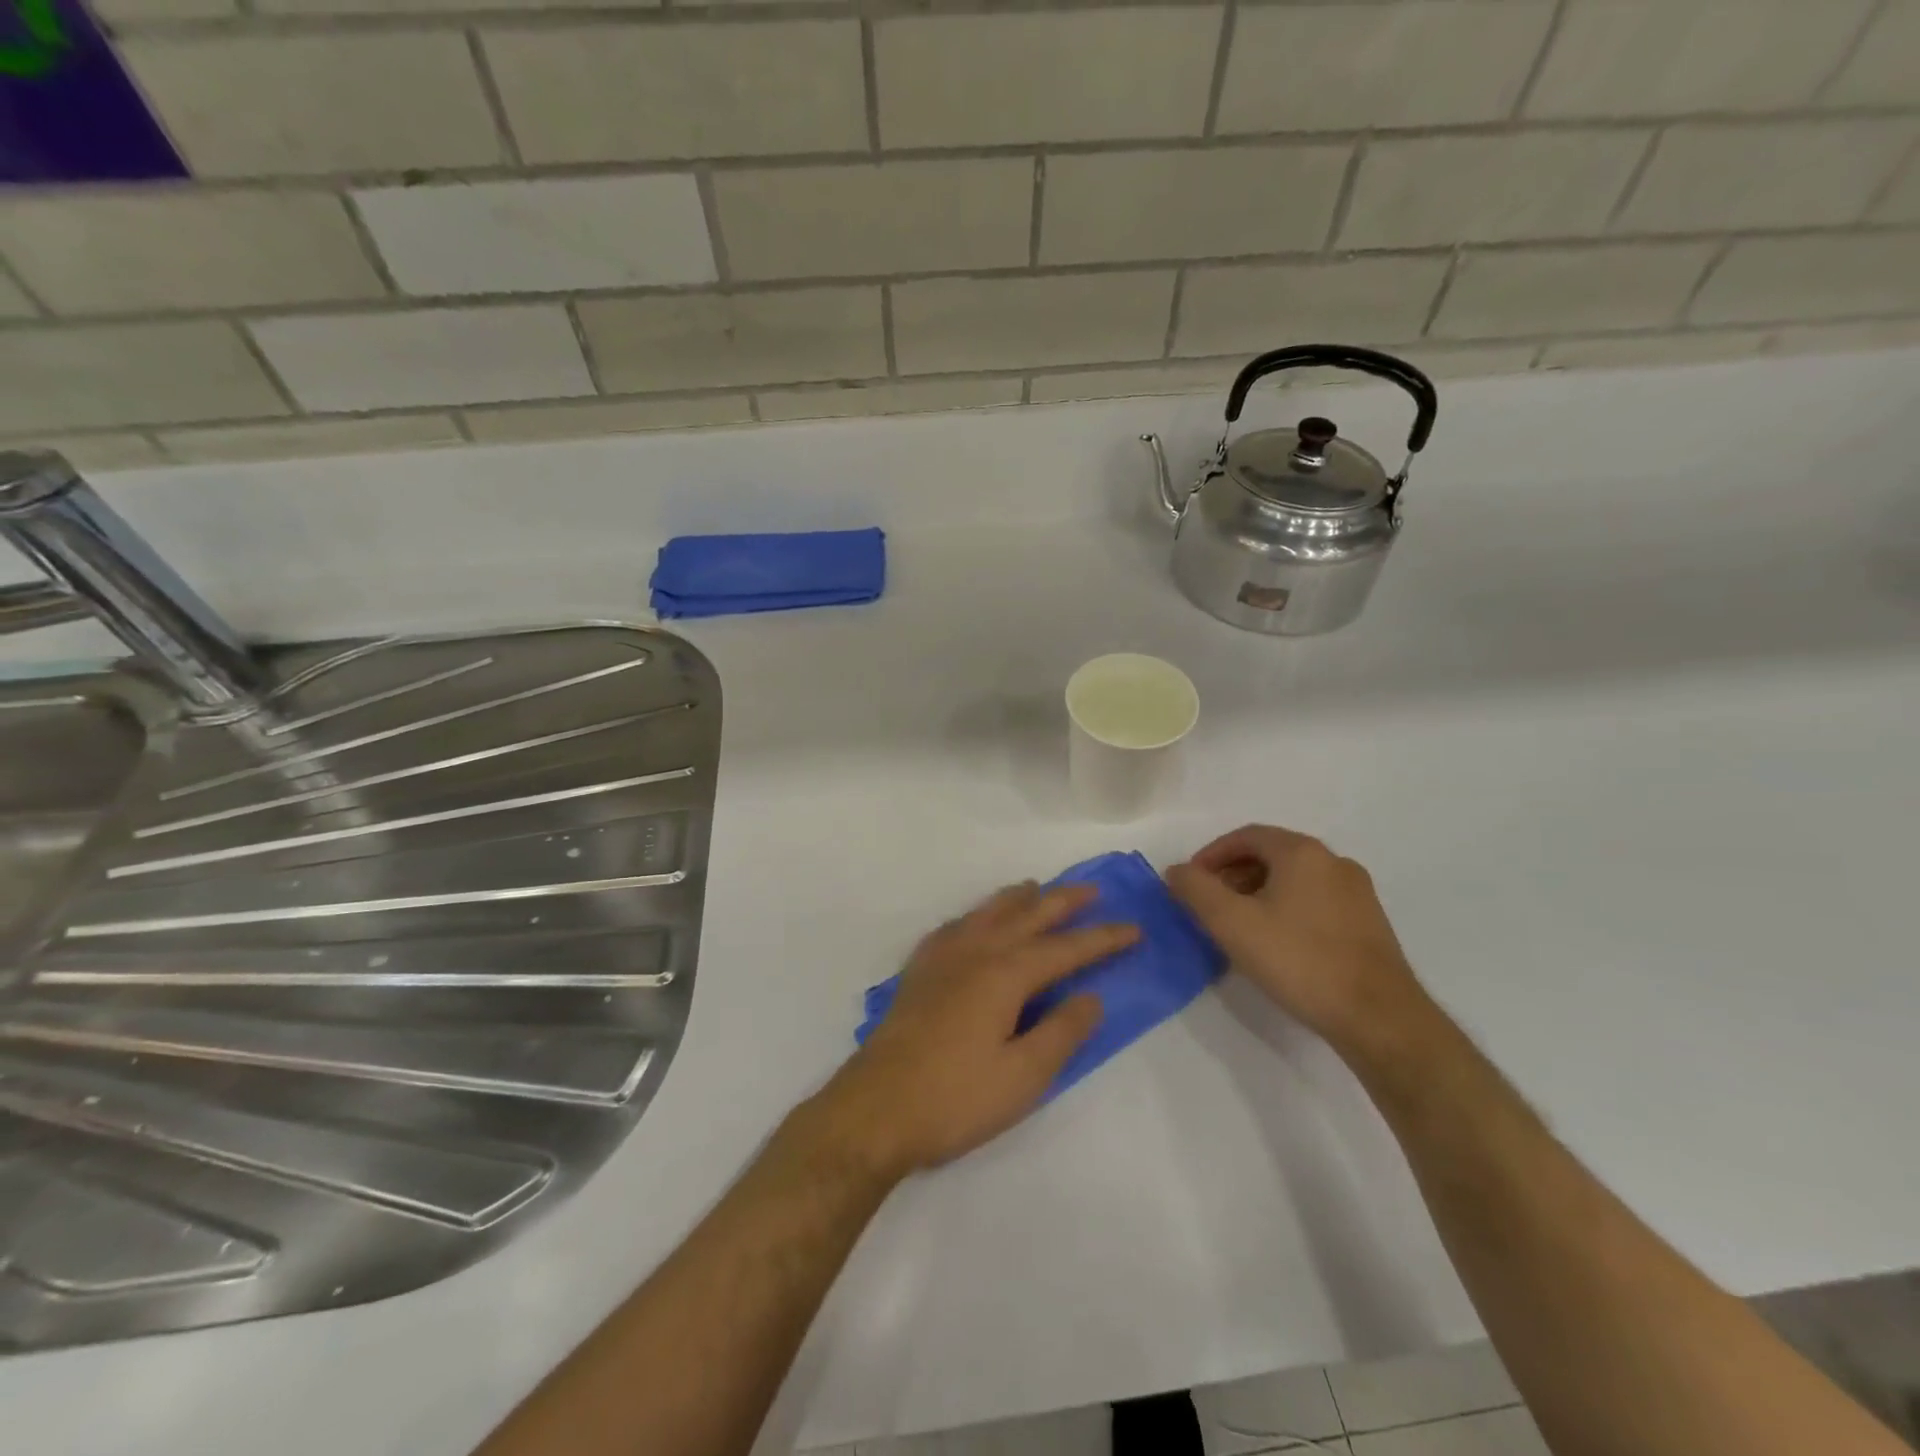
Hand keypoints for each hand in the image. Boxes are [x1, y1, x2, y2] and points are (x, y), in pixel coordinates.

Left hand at [807, 882, 1136, 1181]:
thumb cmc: (955, 1098)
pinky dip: (975, 915)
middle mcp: (974, 952)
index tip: (1134, 929)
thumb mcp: (1023, 1076)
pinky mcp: (918, 972)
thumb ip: (1062, 1032)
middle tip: (1092, 890)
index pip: (1065, 948)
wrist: (875, 1109)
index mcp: (1005, 974)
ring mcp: (941, 958)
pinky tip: (974, 922)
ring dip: (1017, 899)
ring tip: (1036, 889)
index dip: (1102, 939)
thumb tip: (1092, 996)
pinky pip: (954, 927)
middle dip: (1062, 902)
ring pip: (987, 913)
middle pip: (1026, 916)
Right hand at [1166, 825, 1424, 1051]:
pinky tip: (1276, 943)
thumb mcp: (1231, 923)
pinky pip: (1315, 901)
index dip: (1211, 855)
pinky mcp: (1369, 923)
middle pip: (1271, 855)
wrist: (1378, 1017)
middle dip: (1233, 874)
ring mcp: (1357, 893)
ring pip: (1294, 879)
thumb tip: (1176, 871)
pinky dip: (1286, 909)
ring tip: (1238, 927)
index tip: (1190, 882)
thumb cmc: (1299, 960)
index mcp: (1302, 852)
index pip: (1246, 836)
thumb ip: (1196, 890)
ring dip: (1259, 893)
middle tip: (1209, 905)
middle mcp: (1334, 862)